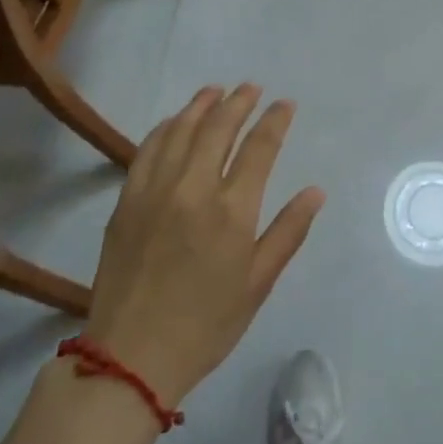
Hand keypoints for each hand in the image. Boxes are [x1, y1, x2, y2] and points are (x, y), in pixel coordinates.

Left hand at [83, 85, 325, 408]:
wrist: (130, 356)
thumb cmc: (206, 325)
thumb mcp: (258, 283)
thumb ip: (288, 232)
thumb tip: (315, 191)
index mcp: (232, 211)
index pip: (259, 148)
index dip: (275, 121)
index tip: (286, 104)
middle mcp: (193, 189)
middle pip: (218, 128)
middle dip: (239, 102)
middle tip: (252, 88)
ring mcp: (155, 191)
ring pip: (180, 131)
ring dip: (201, 106)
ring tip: (216, 91)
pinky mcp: (127, 201)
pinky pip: (148, 149)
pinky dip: (165, 128)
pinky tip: (175, 122)